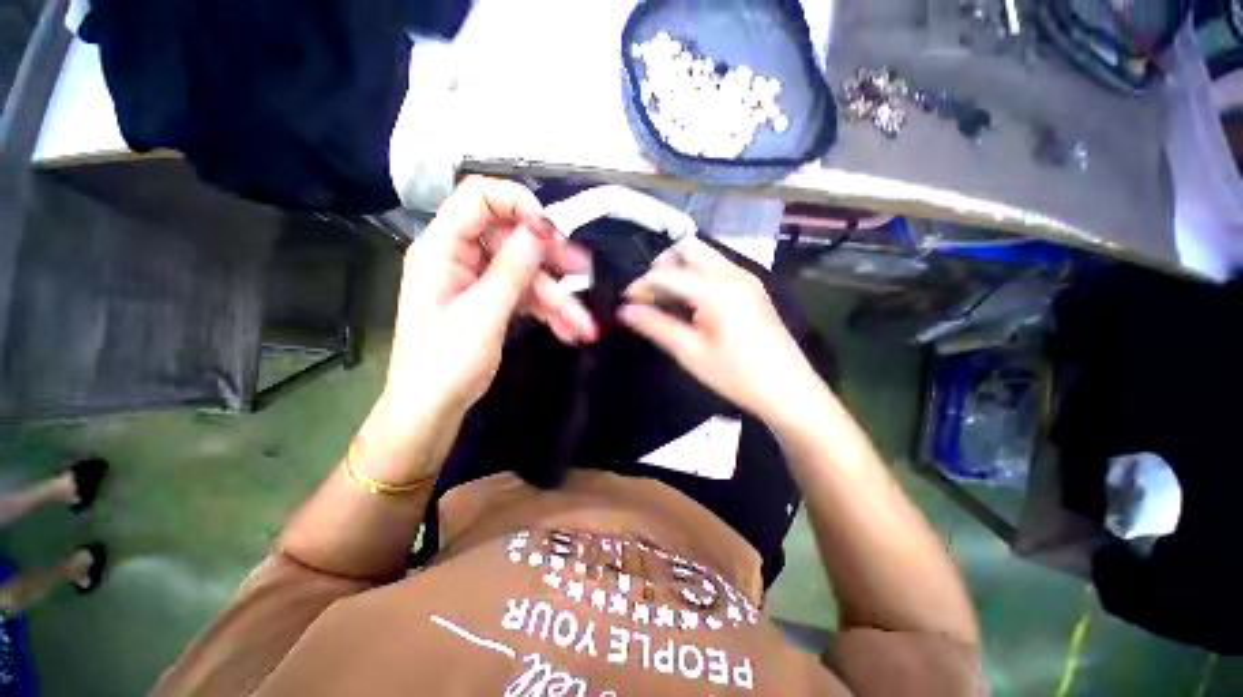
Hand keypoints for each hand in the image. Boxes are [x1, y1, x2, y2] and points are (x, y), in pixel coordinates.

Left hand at [383, 177, 597, 425]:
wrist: (432, 409)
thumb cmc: (446, 364)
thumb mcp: (483, 315)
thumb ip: (511, 269)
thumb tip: (539, 229)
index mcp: (442, 249)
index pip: (478, 198)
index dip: (518, 204)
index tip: (552, 231)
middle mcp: (460, 257)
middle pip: (513, 240)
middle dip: (550, 260)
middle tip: (585, 272)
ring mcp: (478, 281)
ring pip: (526, 274)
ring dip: (558, 299)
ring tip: (586, 325)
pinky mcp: (492, 302)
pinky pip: (526, 297)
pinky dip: (548, 313)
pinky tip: (570, 331)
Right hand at [619, 237, 821, 420]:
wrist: (788, 390)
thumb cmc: (736, 375)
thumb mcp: (690, 353)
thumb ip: (656, 326)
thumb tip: (625, 312)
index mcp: (716, 289)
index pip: (666, 274)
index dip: (641, 285)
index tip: (625, 302)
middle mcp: (732, 273)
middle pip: (687, 249)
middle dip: (661, 266)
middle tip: (648, 296)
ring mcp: (745, 278)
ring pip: (703, 257)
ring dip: (679, 271)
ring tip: (665, 301)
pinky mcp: (751, 288)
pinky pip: (716, 269)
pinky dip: (695, 277)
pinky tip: (690, 304)